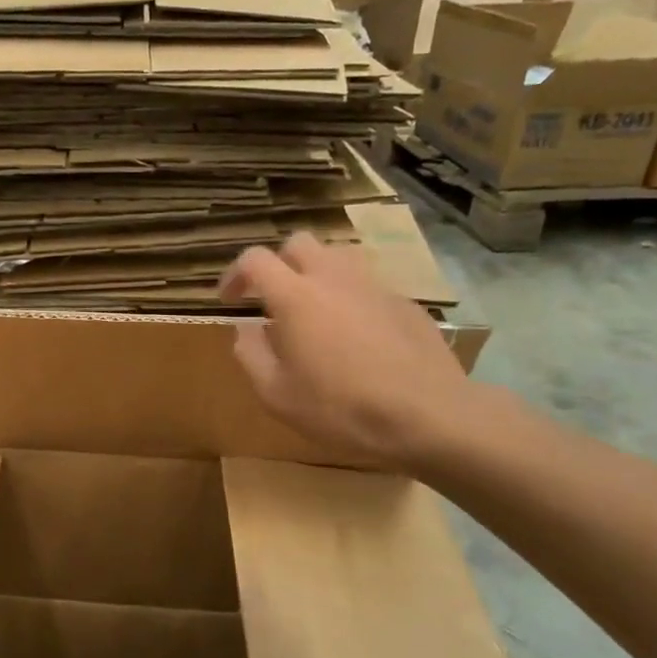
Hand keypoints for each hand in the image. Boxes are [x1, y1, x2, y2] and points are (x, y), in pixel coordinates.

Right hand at [219, 232, 480, 472]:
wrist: (427, 414)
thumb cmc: (340, 407)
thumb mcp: (276, 394)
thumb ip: (251, 354)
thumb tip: (246, 329)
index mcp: (295, 296)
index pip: (255, 259)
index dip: (235, 273)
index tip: (229, 299)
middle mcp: (334, 277)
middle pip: (299, 243)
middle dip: (278, 264)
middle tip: (272, 299)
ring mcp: (374, 285)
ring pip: (337, 257)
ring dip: (316, 274)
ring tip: (314, 311)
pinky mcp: (405, 302)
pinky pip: (368, 285)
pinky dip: (350, 298)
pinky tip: (355, 336)